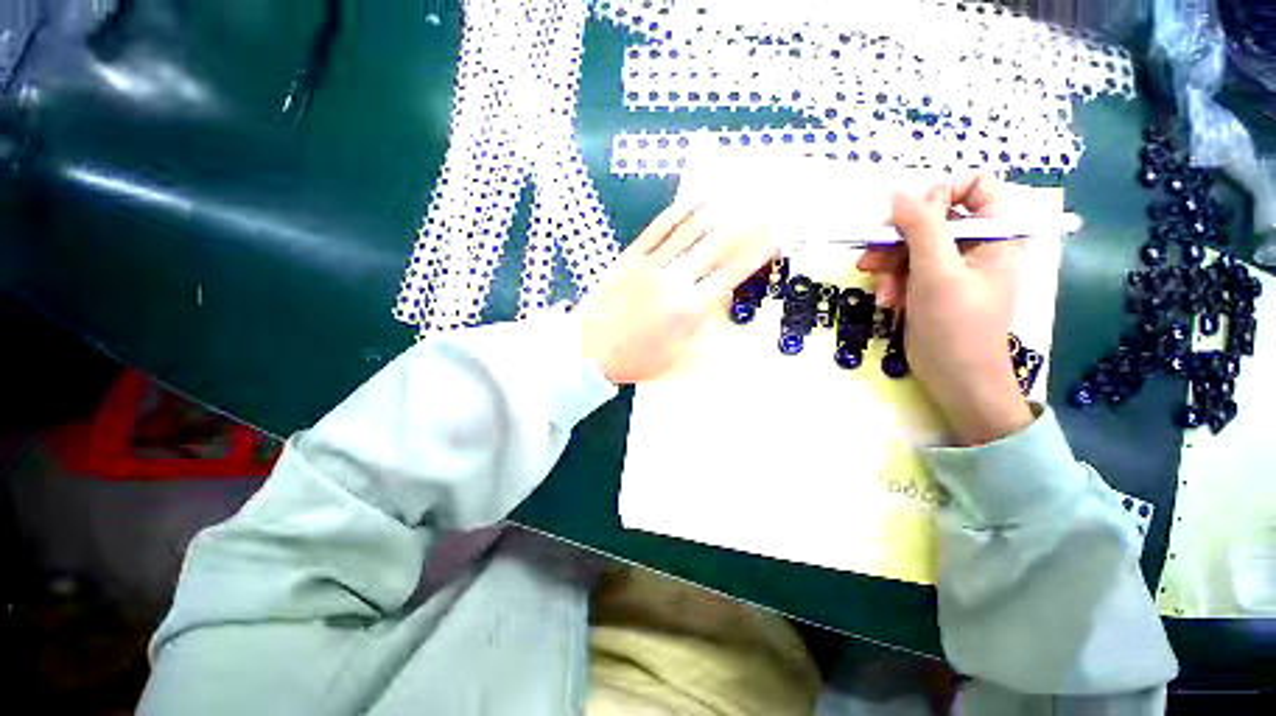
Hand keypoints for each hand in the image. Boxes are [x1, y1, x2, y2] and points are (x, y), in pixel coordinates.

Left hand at [577, 202, 776, 384]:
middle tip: (768, 204)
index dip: (757, 251)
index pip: (732, 273)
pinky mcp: (630, 257)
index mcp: (689, 309)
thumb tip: (723, 310)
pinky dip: (679, 211)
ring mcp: (651, 265)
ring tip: (740, 191)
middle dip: (747, 223)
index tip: (776, 234)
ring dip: (719, 209)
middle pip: (718, 245)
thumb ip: (705, 334)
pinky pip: (658, 228)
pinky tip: (696, 198)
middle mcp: (675, 281)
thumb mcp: (678, 360)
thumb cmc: (635, 361)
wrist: (587, 352)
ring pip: (690, 231)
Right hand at [857, 174, 1031, 445]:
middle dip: (899, 241)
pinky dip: (893, 283)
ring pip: (912, 246)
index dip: (939, 194)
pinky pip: (907, 269)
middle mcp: (976, 244)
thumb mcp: (937, 272)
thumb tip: (898, 193)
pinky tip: (886, 302)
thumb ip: (921, 227)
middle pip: (932, 220)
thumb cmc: (956, 324)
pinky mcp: (932, 287)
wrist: (956, 378)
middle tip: (872, 260)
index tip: (909, 218)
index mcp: (996, 233)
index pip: (975, 187)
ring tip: (880, 291)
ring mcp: (953, 267)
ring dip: (889, 266)